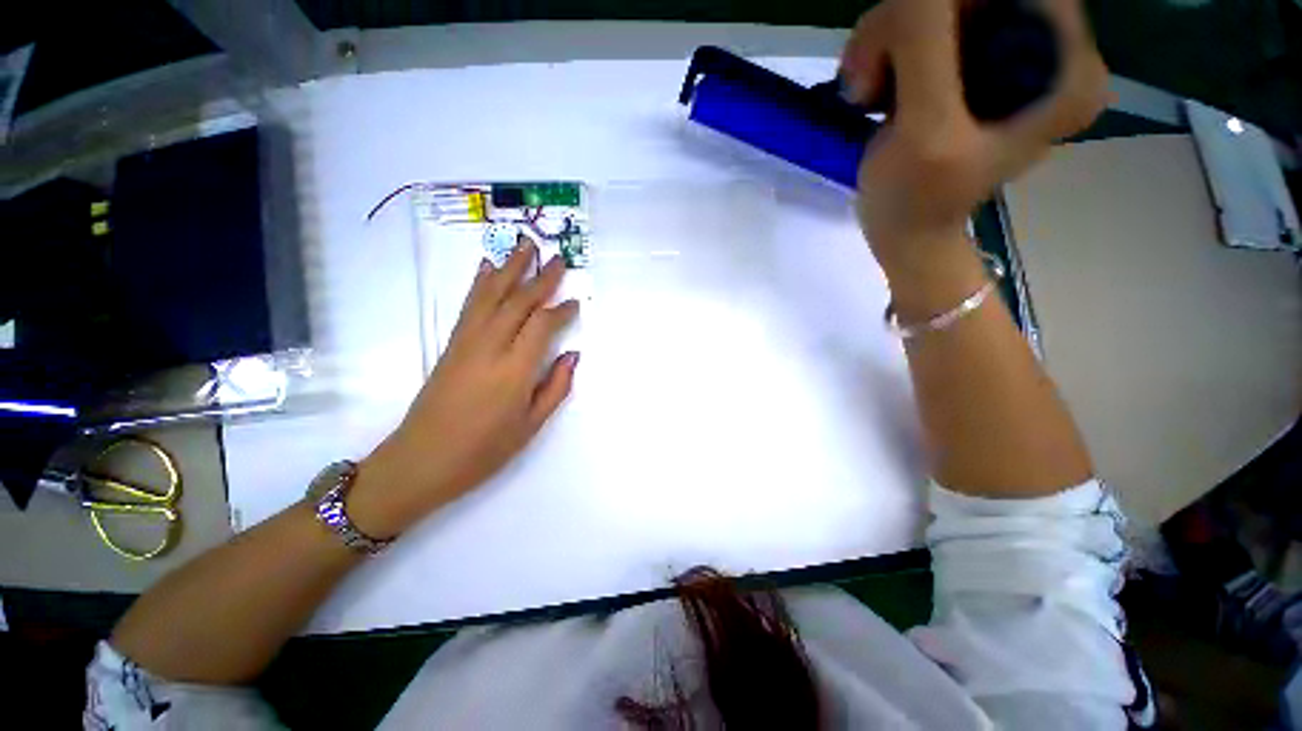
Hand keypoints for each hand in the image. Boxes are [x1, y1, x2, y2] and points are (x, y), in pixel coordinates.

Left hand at [349, 238, 580, 536]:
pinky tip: (486, 267)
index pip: (542, 325)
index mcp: (515, 371)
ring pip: (491, 295)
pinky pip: (470, 306)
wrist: (421, 460)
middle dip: (540, 278)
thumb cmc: (483, 450)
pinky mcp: (451, 345)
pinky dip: (480, 283)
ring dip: (510, 268)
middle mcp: (490, 348)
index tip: (575, 301)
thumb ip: (556, 387)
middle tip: (557, 258)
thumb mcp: (531, 426)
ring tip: (524, 247)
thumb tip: (572, 355)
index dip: (561, 310)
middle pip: (518, 301)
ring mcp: (467, 343)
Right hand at [841, 0, 1108, 268]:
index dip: (939, 7)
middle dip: (905, 24)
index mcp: (1067, 65)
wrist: (910, 233)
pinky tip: (875, 90)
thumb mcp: (923, 130)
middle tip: (867, 85)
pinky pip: (929, 26)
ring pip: (942, 5)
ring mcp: (1013, 52)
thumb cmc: (914, 202)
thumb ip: (925, 45)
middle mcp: (1053, 47)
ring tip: (865, 94)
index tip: (895, 58)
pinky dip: (889, 49)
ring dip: (887, 40)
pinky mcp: (977, 62)